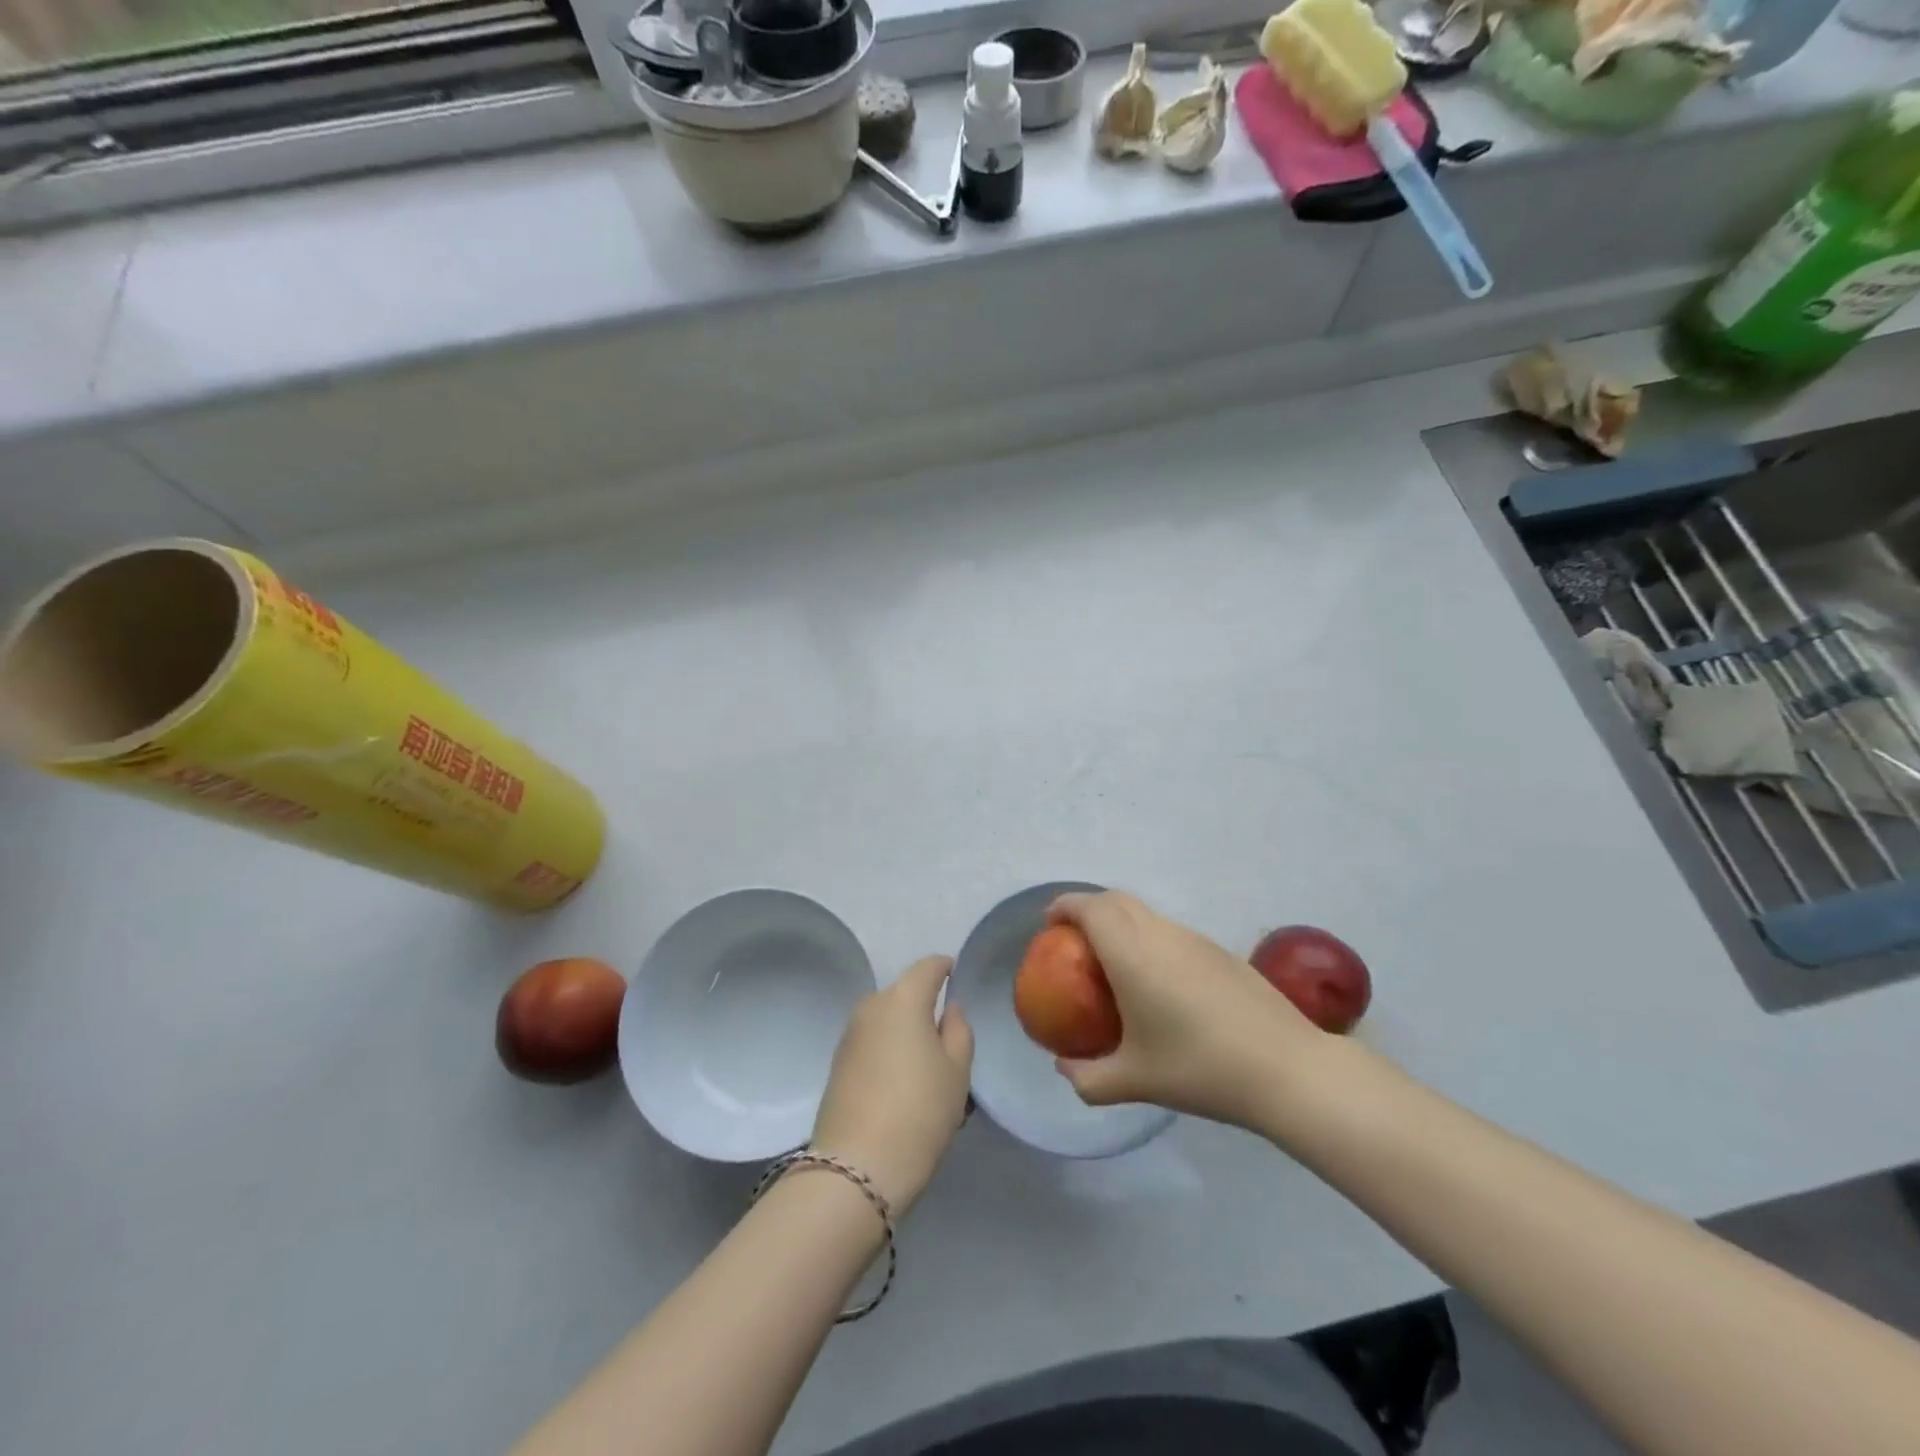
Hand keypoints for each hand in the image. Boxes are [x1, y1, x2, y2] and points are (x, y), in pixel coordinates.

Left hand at [811, 956, 973, 1215]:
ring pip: (886, 1020)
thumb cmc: (920, 1110)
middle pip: (904, 993)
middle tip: (947, 1038)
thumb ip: (959, 1030)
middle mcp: (871, 1005)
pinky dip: (888, 1051)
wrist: (857, 1167)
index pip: (928, 966)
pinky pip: (872, 1043)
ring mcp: (849, 1035)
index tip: (957, 976)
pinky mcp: (837, 1064)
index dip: (945, 968)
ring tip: (926, 1067)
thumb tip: (948, 1008)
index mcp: (903, 998)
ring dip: (904, 1031)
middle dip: (924, 1006)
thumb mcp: (957, 1070)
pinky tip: (900, 1083)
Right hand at [1048, 891, 1329, 1129]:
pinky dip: (1149, 938)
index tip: (1049, 923)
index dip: (1065, 906)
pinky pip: (1171, 931)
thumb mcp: (1135, 1082)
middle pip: (1116, 900)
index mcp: (1132, 954)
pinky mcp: (1220, 951)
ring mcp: (1195, 939)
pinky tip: (1159, 981)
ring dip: (1121, 922)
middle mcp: (1160, 934)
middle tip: (1074, 938)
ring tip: (1113, 960)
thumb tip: (1064, 1069)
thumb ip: (1089, 1079)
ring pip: (1146, 913)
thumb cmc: (1200, 1069)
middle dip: (1088, 908)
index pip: (1090, 908)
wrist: (1285, 1068)